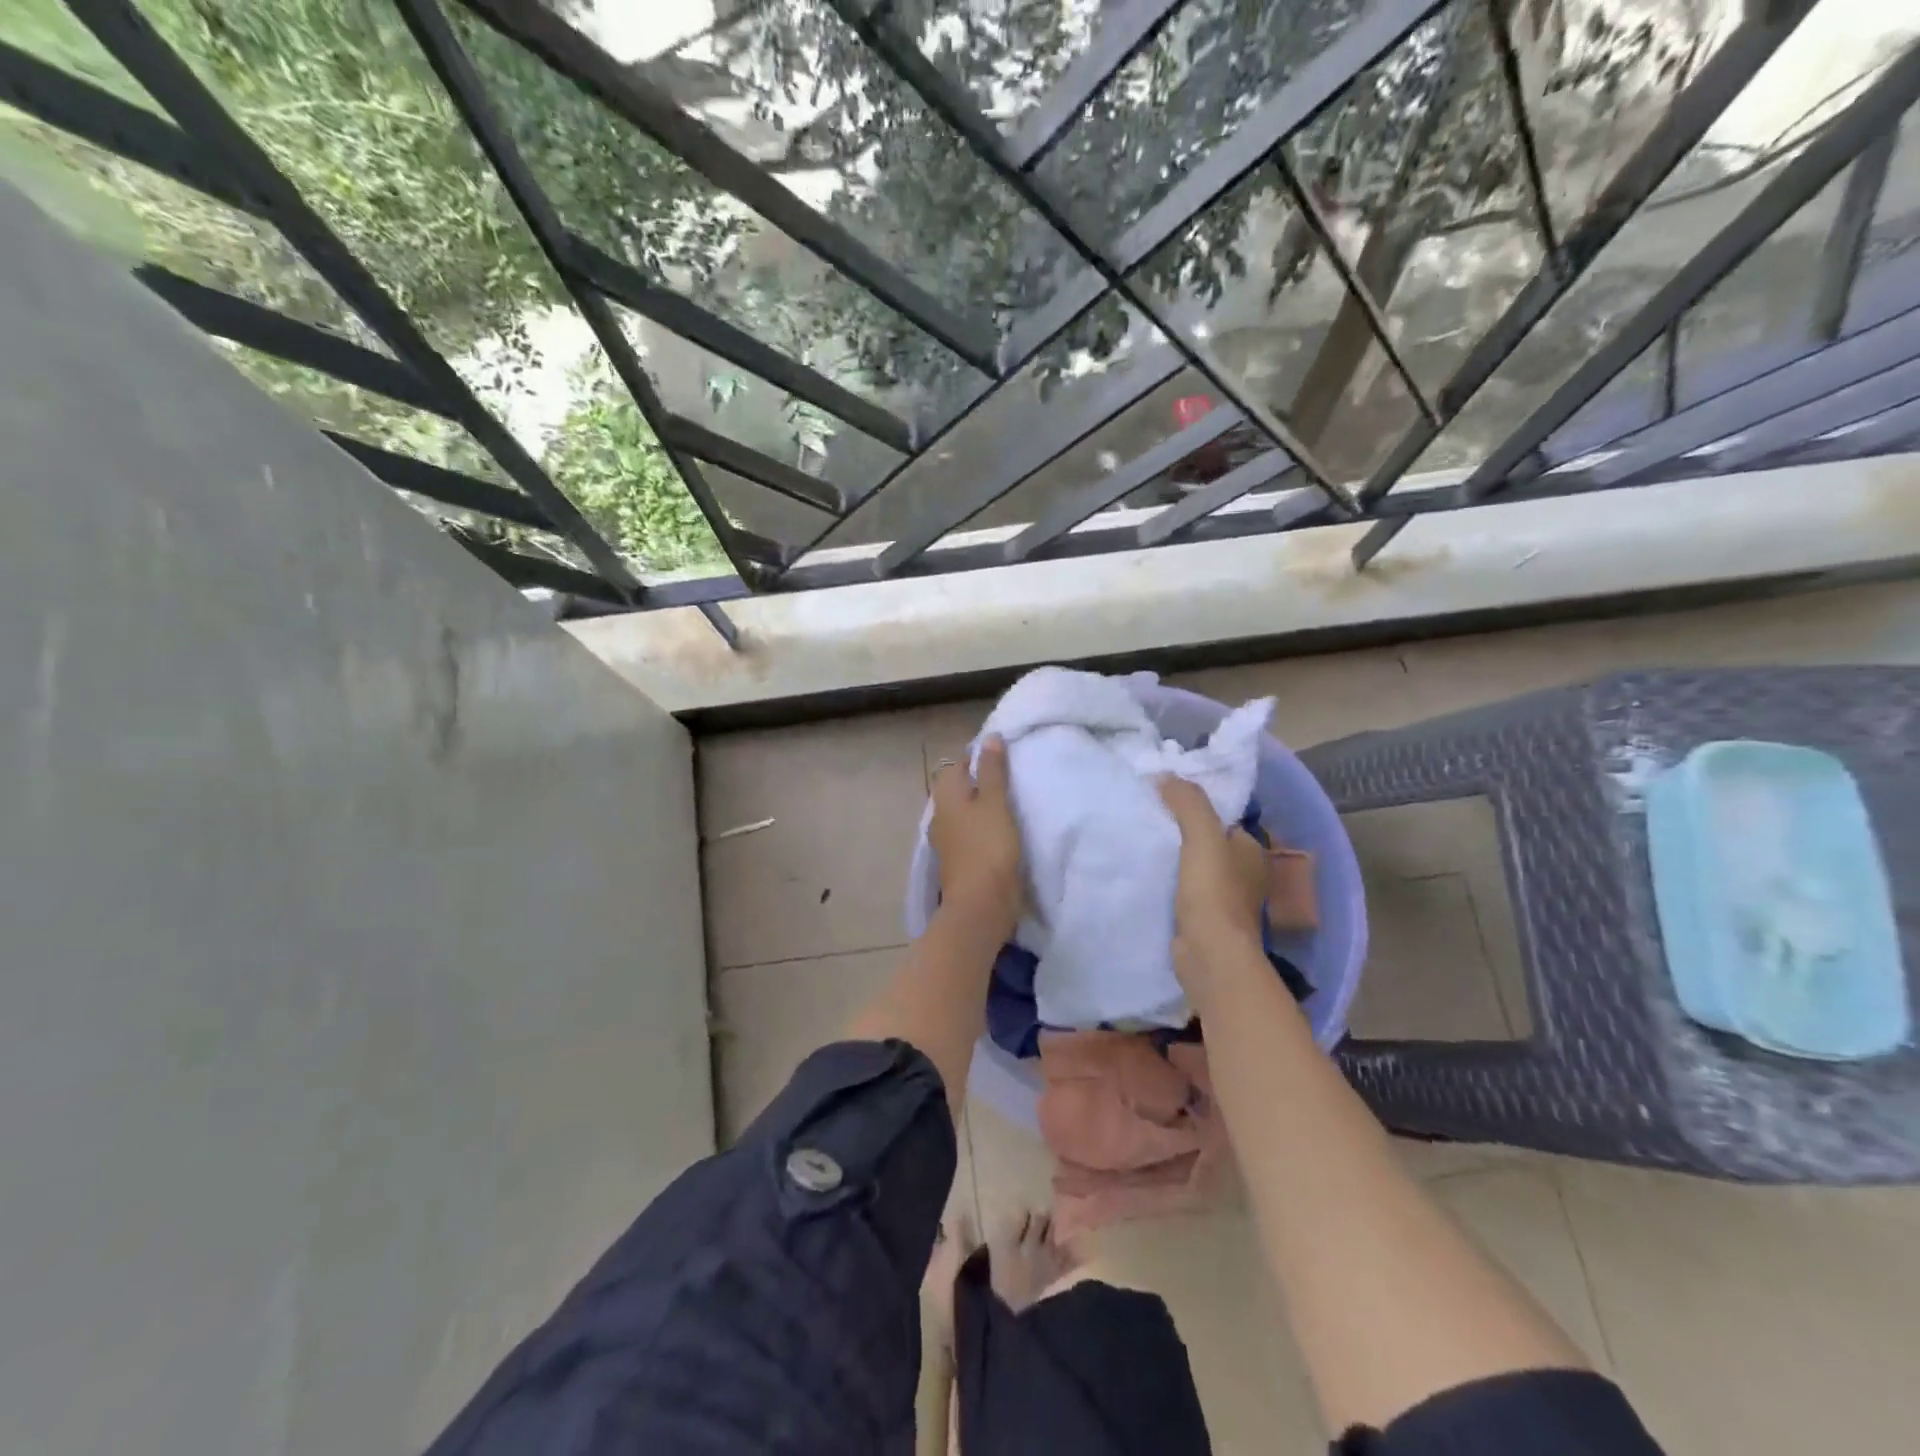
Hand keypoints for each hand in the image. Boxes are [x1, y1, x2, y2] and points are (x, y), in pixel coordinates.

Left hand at [930, 736, 1021, 932]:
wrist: (981, 904)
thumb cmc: (988, 847)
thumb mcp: (995, 803)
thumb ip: (992, 771)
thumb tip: (990, 738)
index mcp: (946, 797)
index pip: (956, 765)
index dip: (976, 756)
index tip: (1001, 754)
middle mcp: (941, 815)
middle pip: (957, 789)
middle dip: (978, 780)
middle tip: (1009, 776)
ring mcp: (948, 840)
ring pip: (963, 812)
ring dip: (980, 805)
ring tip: (1008, 801)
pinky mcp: (959, 860)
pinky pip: (969, 832)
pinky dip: (982, 826)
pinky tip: (999, 829)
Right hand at [1158, 776, 1267, 992]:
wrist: (1210, 954)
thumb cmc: (1213, 892)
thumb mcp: (1202, 836)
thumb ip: (1188, 803)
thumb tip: (1165, 775)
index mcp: (1251, 850)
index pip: (1222, 820)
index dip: (1196, 808)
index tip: (1164, 801)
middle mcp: (1244, 874)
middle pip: (1208, 843)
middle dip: (1182, 834)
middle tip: (1147, 820)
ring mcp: (1225, 900)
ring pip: (1195, 868)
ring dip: (1174, 860)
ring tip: (1141, 844)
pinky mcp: (1205, 920)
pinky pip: (1184, 891)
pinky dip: (1170, 884)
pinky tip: (1147, 876)